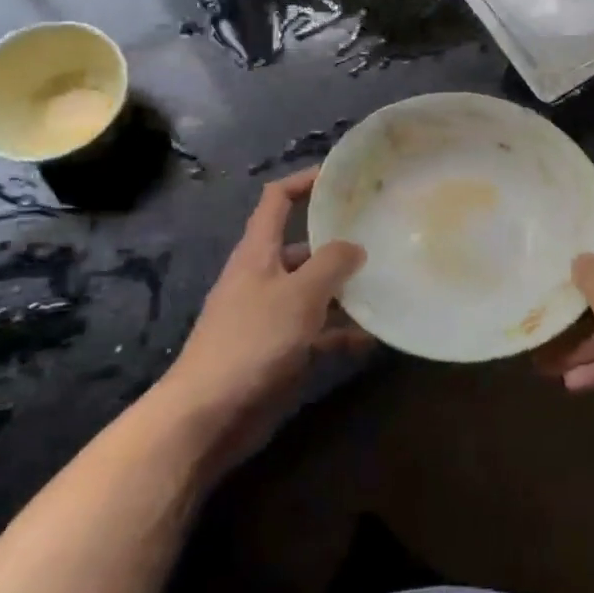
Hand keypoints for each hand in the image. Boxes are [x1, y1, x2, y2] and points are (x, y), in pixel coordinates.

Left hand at [159, 168, 367, 422]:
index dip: (304, 181)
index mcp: (257, 253)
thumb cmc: (253, 341)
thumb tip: (355, 246)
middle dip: (337, 241)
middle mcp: (262, 278)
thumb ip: (331, 264)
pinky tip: (372, 338)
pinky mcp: (278, 351)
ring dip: (344, 290)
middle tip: (379, 235)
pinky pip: (316, 332)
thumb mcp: (299, 294)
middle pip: (302, 246)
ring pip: (313, 291)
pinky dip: (340, 333)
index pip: (277, 200)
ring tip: (385, 284)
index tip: (341, 176)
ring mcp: (269, 316)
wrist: (208, 416)